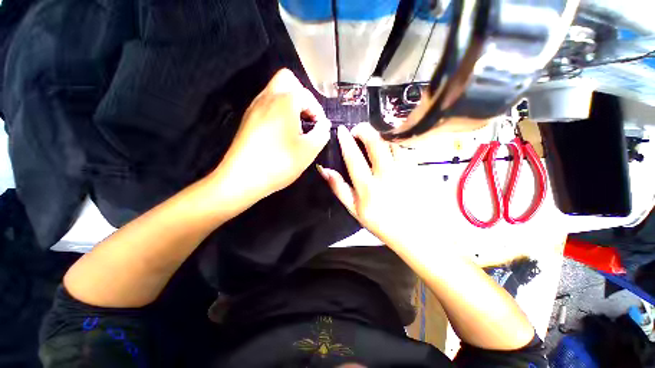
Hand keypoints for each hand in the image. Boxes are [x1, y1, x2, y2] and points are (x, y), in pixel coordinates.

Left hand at [215, 69, 329, 204]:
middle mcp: (267, 98)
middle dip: (302, 97)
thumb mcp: (309, 150)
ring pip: (275, 93)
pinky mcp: (248, 120)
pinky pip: (267, 106)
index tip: (320, 129)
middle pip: (287, 80)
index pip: (307, 95)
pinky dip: (278, 112)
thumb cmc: (280, 162)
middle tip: (308, 118)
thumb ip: (322, 133)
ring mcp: (254, 108)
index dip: (318, 112)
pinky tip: (282, 133)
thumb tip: (324, 125)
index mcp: (284, 101)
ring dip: (290, 104)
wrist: (242, 178)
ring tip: (297, 128)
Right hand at [317, 123, 426, 252]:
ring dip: (381, 137)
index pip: (353, 158)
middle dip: (364, 130)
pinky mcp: (419, 169)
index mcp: (368, 187)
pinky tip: (393, 149)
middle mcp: (386, 175)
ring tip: (376, 139)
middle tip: (358, 128)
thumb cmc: (383, 223)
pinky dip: (396, 144)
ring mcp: (405, 171)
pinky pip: (406, 149)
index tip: (341, 130)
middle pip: (375, 143)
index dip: (346, 141)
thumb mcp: (355, 210)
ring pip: (392, 143)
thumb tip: (325, 171)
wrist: (418, 234)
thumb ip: (339, 189)